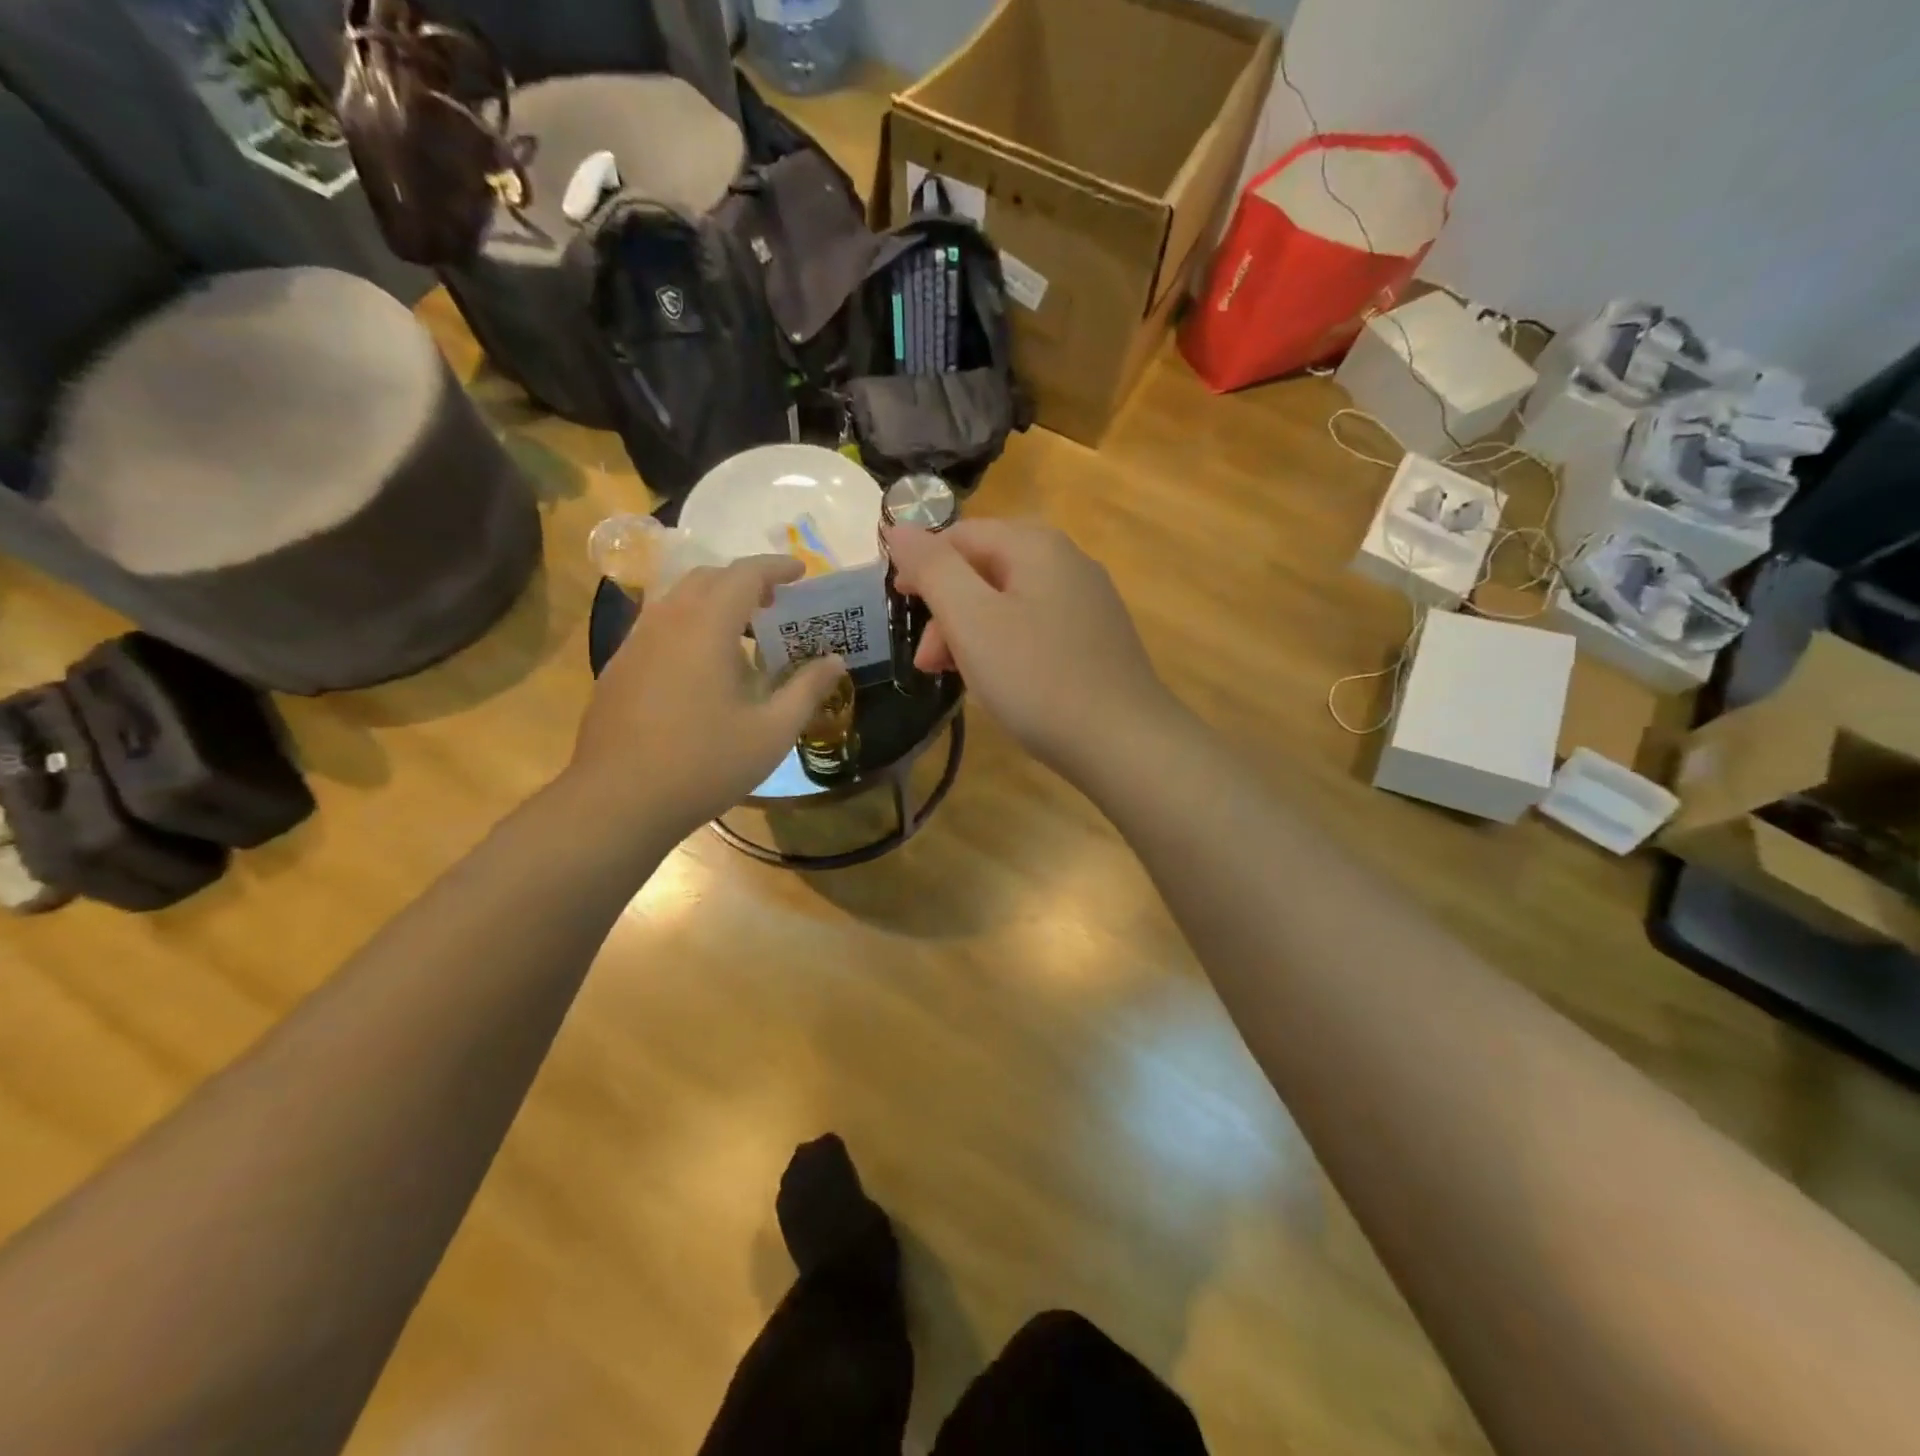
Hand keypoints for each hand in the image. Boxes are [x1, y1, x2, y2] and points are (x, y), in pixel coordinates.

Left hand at [567, 556, 845, 842]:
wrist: (619, 801)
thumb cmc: (705, 764)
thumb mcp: (771, 732)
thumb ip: (807, 690)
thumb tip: (835, 661)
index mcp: (706, 627)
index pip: (744, 575)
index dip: (776, 567)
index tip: (801, 571)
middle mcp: (666, 622)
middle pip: (706, 578)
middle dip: (744, 580)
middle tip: (775, 602)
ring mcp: (635, 643)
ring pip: (677, 599)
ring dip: (714, 600)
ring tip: (742, 631)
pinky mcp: (618, 667)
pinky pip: (659, 625)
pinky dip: (689, 623)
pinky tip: (702, 665)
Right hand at [883, 520, 1176, 782]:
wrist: (1123, 742)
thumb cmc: (1037, 678)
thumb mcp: (972, 619)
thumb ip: (932, 568)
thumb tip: (899, 528)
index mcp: (1036, 545)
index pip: (961, 535)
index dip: (922, 566)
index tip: (899, 609)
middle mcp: (1068, 561)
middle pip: (986, 570)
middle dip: (947, 611)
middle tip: (928, 662)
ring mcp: (1088, 601)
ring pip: (1010, 603)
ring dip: (972, 634)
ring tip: (958, 679)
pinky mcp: (1097, 639)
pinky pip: (1036, 628)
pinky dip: (1006, 648)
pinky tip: (1001, 684)